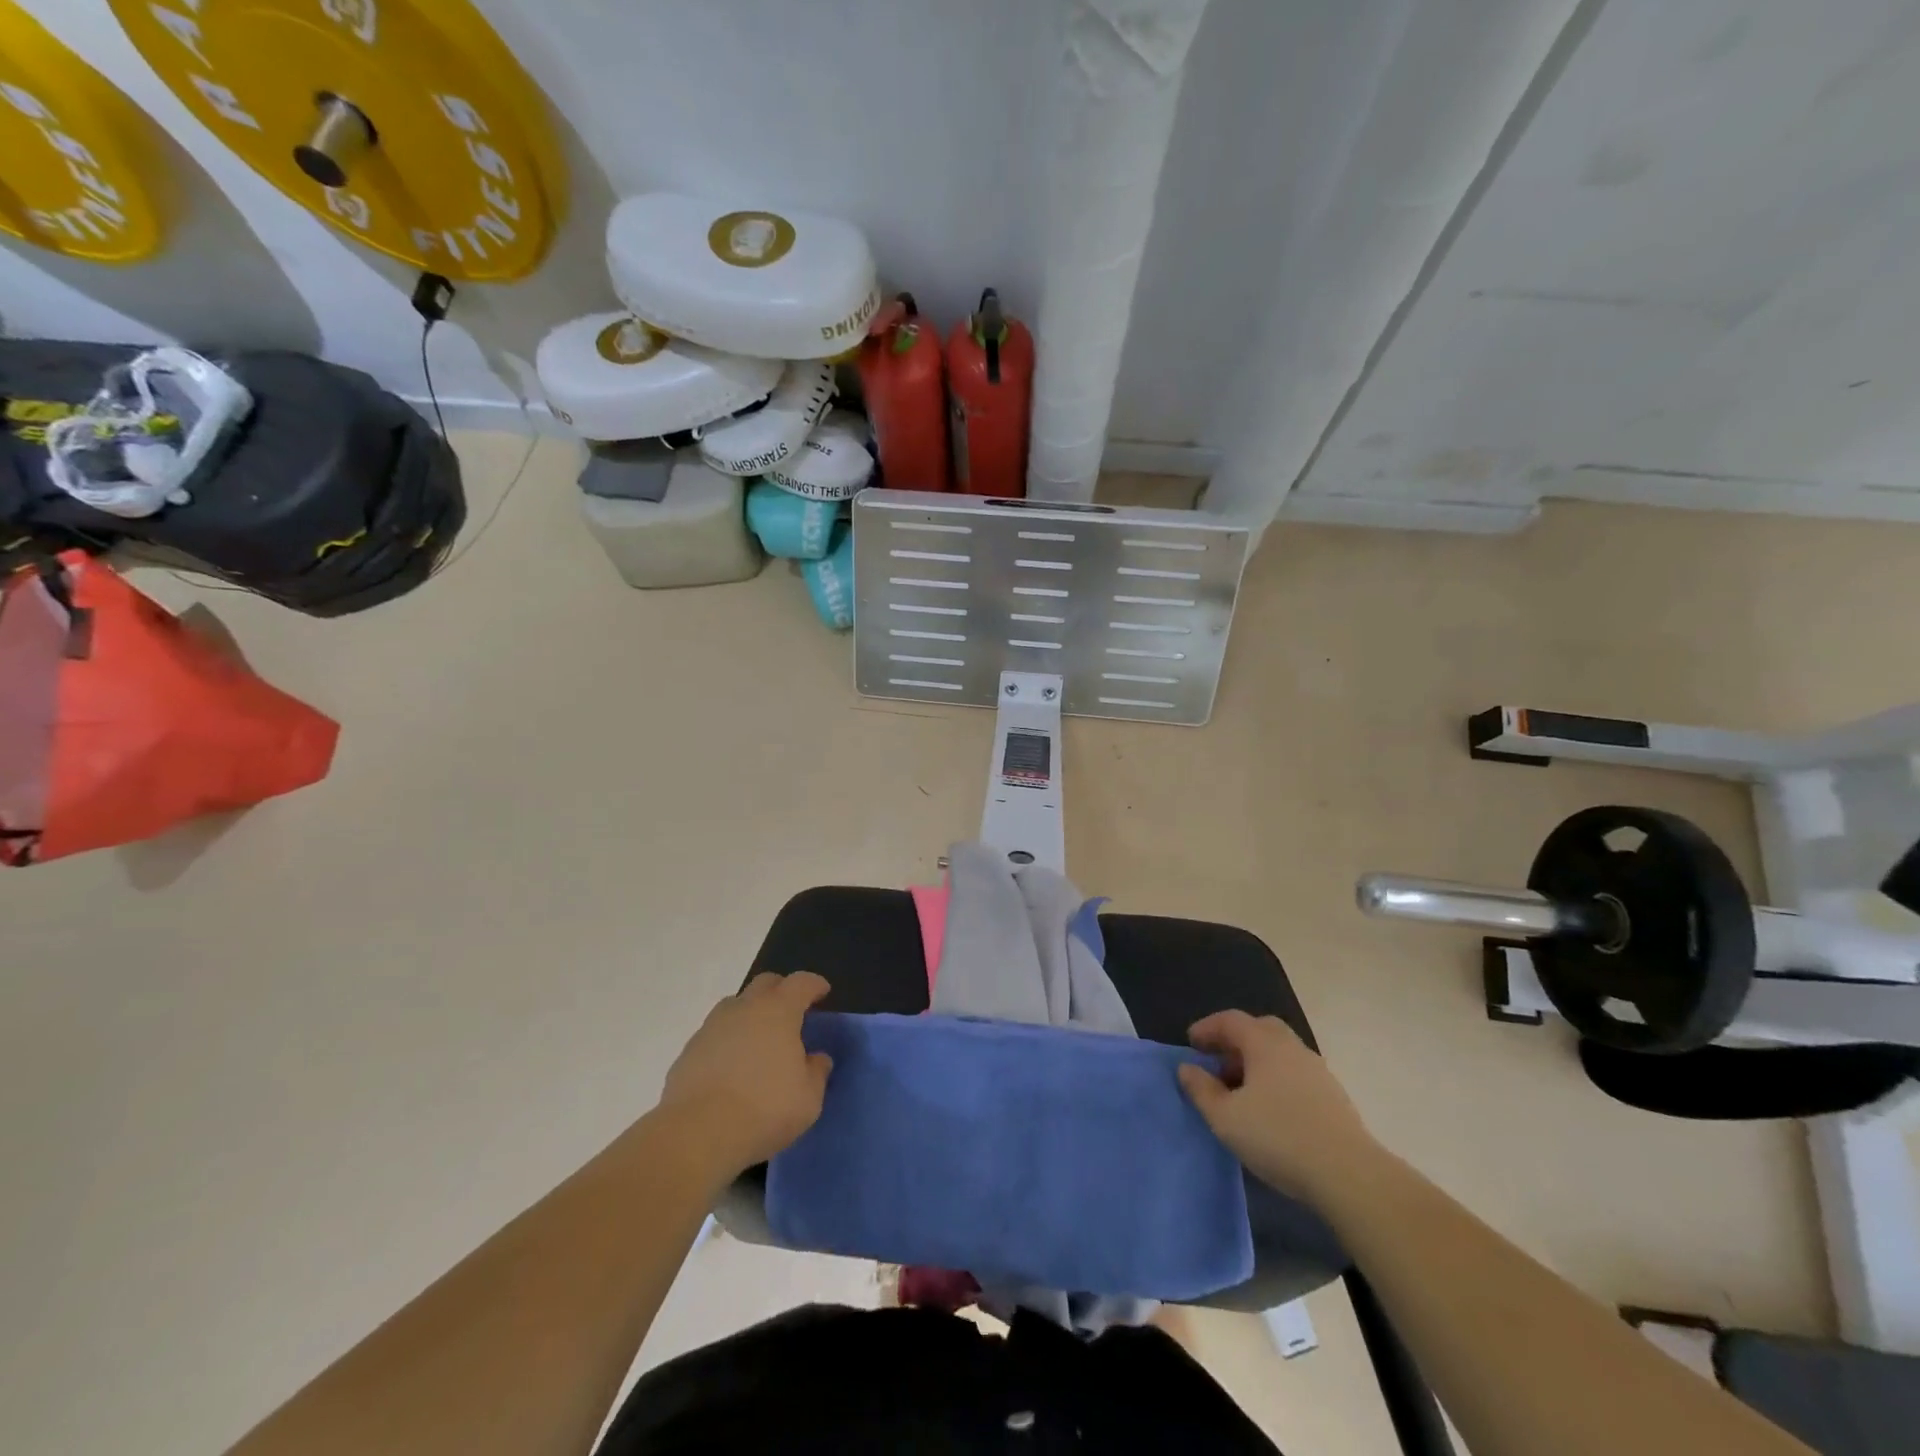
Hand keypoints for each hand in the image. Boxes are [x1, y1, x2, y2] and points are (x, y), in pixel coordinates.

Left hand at [658, 972, 833, 1175]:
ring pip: (735, 1006)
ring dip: (750, 1015)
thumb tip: (816, 1059)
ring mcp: (712, 1027)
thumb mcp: (808, 1098)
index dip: (814, 985)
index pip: (801, 983)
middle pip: (765, 983)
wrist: (697, 1134)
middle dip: (781, 991)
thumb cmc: (764, 1109)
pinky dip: (727, 1042)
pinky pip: (714, 1035)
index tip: (823, 992)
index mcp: (779, 1010)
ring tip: (759, 1041)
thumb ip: (816, 1072)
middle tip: (791, 1012)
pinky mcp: (688, 1051)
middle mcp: (744, 1008)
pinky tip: (731, 1068)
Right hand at [1177, 1011, 1378, 1200]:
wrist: (1349, 1175)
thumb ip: (1201, 1090)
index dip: (1207, 1028)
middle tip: (1218, 1062)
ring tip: (1242, 1091)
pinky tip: (1271, 1108)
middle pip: (1259, 1029)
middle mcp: (1292, 1047)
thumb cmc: (1278, 1137)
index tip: (1191, 1043)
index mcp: (1264, 1043)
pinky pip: (1295, 1073)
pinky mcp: (1334, 1096)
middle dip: (1235, 1040)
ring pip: (1280, 1052)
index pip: (1230, 1020)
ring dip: (1256, 1061)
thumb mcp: (1225, 1118)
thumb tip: (1187, 1068)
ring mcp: (1317, 1070)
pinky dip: (1276, 1078)